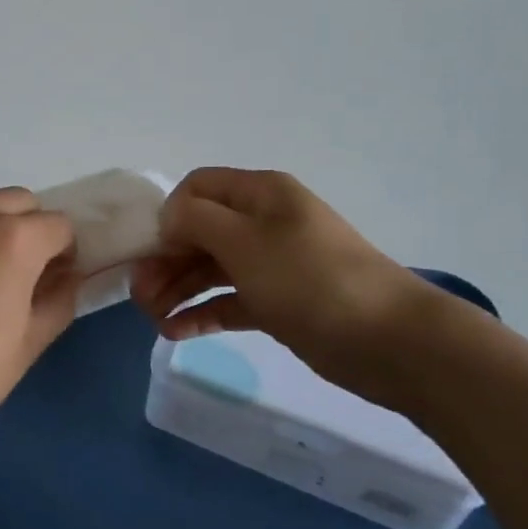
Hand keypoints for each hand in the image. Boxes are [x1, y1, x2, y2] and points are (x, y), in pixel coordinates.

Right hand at [130, 168, 437, 403]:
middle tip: (139, 297)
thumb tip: (168, 217)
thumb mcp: (244, 241)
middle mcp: (264, 222)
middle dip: (165, 260)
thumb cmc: (309, 280)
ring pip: (211, 268)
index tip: (149, 250)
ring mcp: (273, 264)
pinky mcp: (279, 303)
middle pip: (200, 232)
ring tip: (152, 319)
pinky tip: (175, 332)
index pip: (198, 188)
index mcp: (260, 194)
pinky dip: (203, 312)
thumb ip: (195, 220)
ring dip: (178, 289)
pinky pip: (230, 300)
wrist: (389, 340)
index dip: (168, 215)